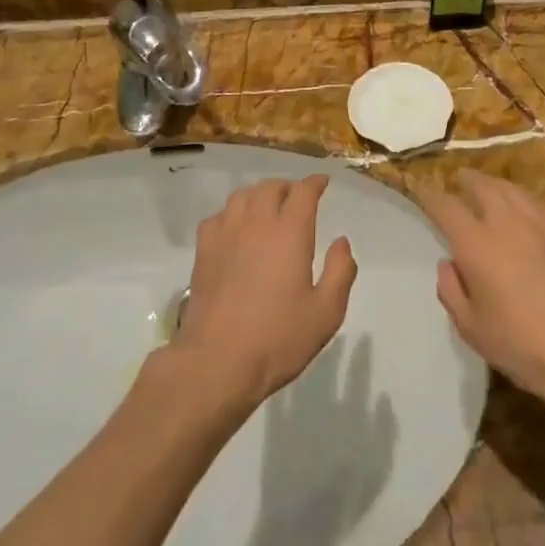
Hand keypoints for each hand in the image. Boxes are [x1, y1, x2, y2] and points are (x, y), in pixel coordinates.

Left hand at [172, 175, 356, 407]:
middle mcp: (257, 224)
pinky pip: (217, 217)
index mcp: (290, 232)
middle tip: (296, 198)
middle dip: (287, 187)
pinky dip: (231, 214)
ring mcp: (226, 236)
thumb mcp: (326, 312)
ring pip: (241, 196)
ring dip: (258, 195)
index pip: (303, 192)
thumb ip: (340, 272)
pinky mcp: (203, 253)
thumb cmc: (278, 338)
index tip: (322, 183)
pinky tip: (235, 229)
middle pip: (270, 188)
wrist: (217, 362)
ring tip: (266, 208)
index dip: (314, 184)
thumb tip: (341, 242)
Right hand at [423, 171, 544, 411]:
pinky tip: (521, 206)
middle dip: (465, 180)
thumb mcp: (471, 327)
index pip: (445, 206)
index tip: (421, 192)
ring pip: (510, 189)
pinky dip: (519, 197)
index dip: (430, 196)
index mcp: (476, 244)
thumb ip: (451, 291)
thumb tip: (448, 264)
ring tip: (487, 188)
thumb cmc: (521, 344)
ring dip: (493, 184)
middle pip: (481, 186)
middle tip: (457, 181)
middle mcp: (505, 223)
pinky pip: (534, 202)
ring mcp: (538, 223)